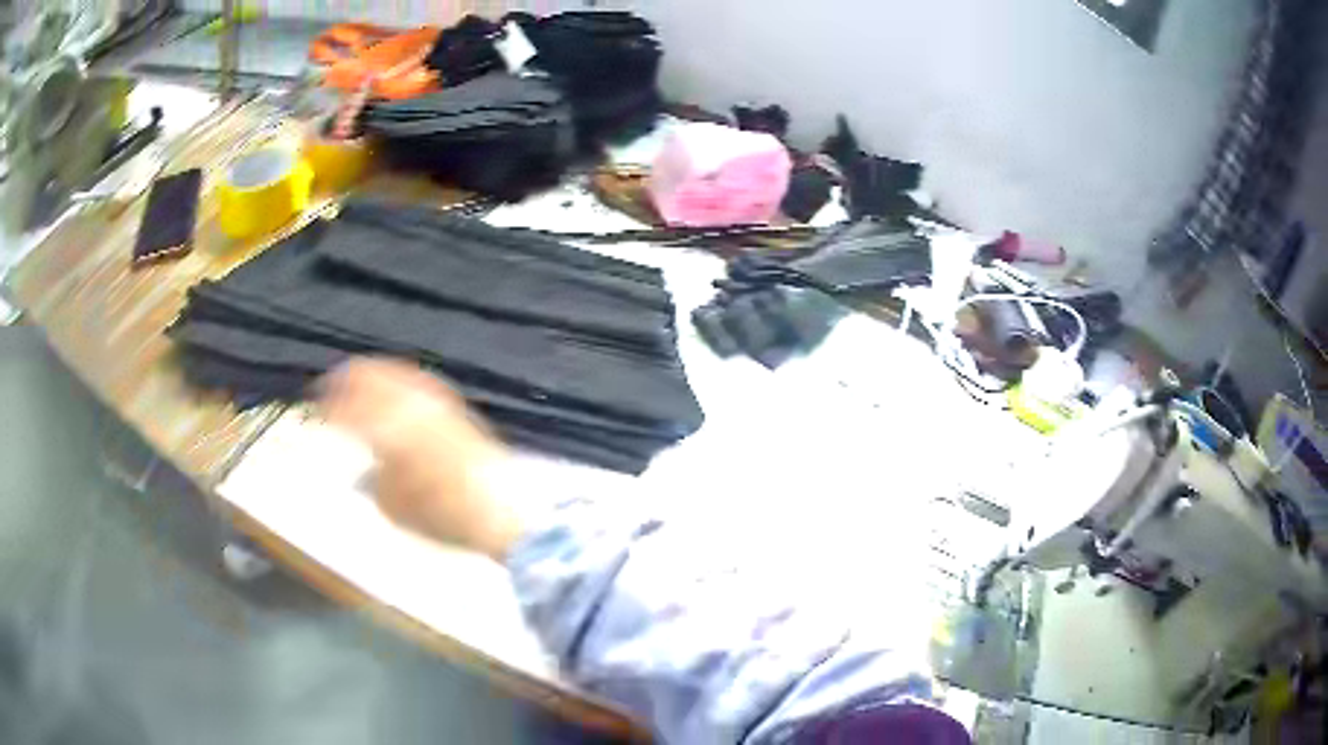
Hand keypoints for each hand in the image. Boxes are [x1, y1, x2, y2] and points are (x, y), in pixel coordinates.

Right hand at [319, 358, 523, 559]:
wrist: (503, 510)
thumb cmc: (443, 515)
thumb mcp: (395, 508)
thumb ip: (374, 482)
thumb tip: (365, 471)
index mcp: (388, 429)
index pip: (348, 410)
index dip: (328, 409)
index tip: (313, 409)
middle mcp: (410, 406)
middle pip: (372, 378)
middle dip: (348, 380)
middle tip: (330, 386)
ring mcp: (436, 403)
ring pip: (397, 374)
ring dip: (374, 375)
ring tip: (358, 380)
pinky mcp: (457, 409)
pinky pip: (421, 383)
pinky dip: (401, 380)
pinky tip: (397, 389)